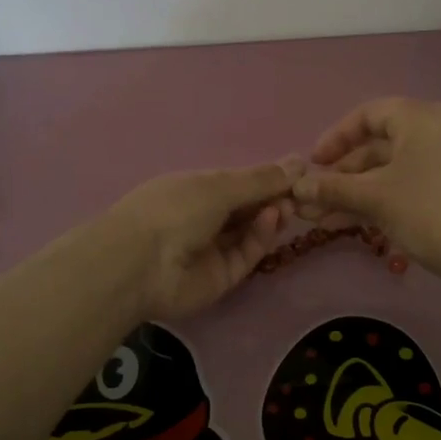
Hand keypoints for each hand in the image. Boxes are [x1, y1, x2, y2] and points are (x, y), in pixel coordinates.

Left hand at [108, 159, 303, 320]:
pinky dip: (261, 237)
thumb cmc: (174, 209)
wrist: (141, 265)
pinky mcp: (222, 277)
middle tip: (299, 192)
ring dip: (270, 217)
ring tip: (288, 205)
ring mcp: (212, 249)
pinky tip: (273, 219)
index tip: (298, 173)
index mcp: (195, 189)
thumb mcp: (219, 185)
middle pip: (246, 208)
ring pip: (250, 232)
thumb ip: (261, 179)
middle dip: (272, 198)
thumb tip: (299, 162)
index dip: (266, 178)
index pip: (237, 183)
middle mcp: (203, 218)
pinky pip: (247, 254)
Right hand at [291, 98, 440, 277]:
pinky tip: (348, 221)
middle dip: (341, 174)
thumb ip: (333, 188)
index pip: (367, 115)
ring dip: (354, 191)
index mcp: (419, 117)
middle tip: (314, 197)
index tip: (313, 164)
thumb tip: (296, 189)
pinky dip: (378, 198)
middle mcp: (434, 129)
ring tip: (321, 216)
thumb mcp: (374, 197)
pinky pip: (405, 183)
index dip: (335, 138)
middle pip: (376, 145)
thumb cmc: (425, 211)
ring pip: (388, 169)